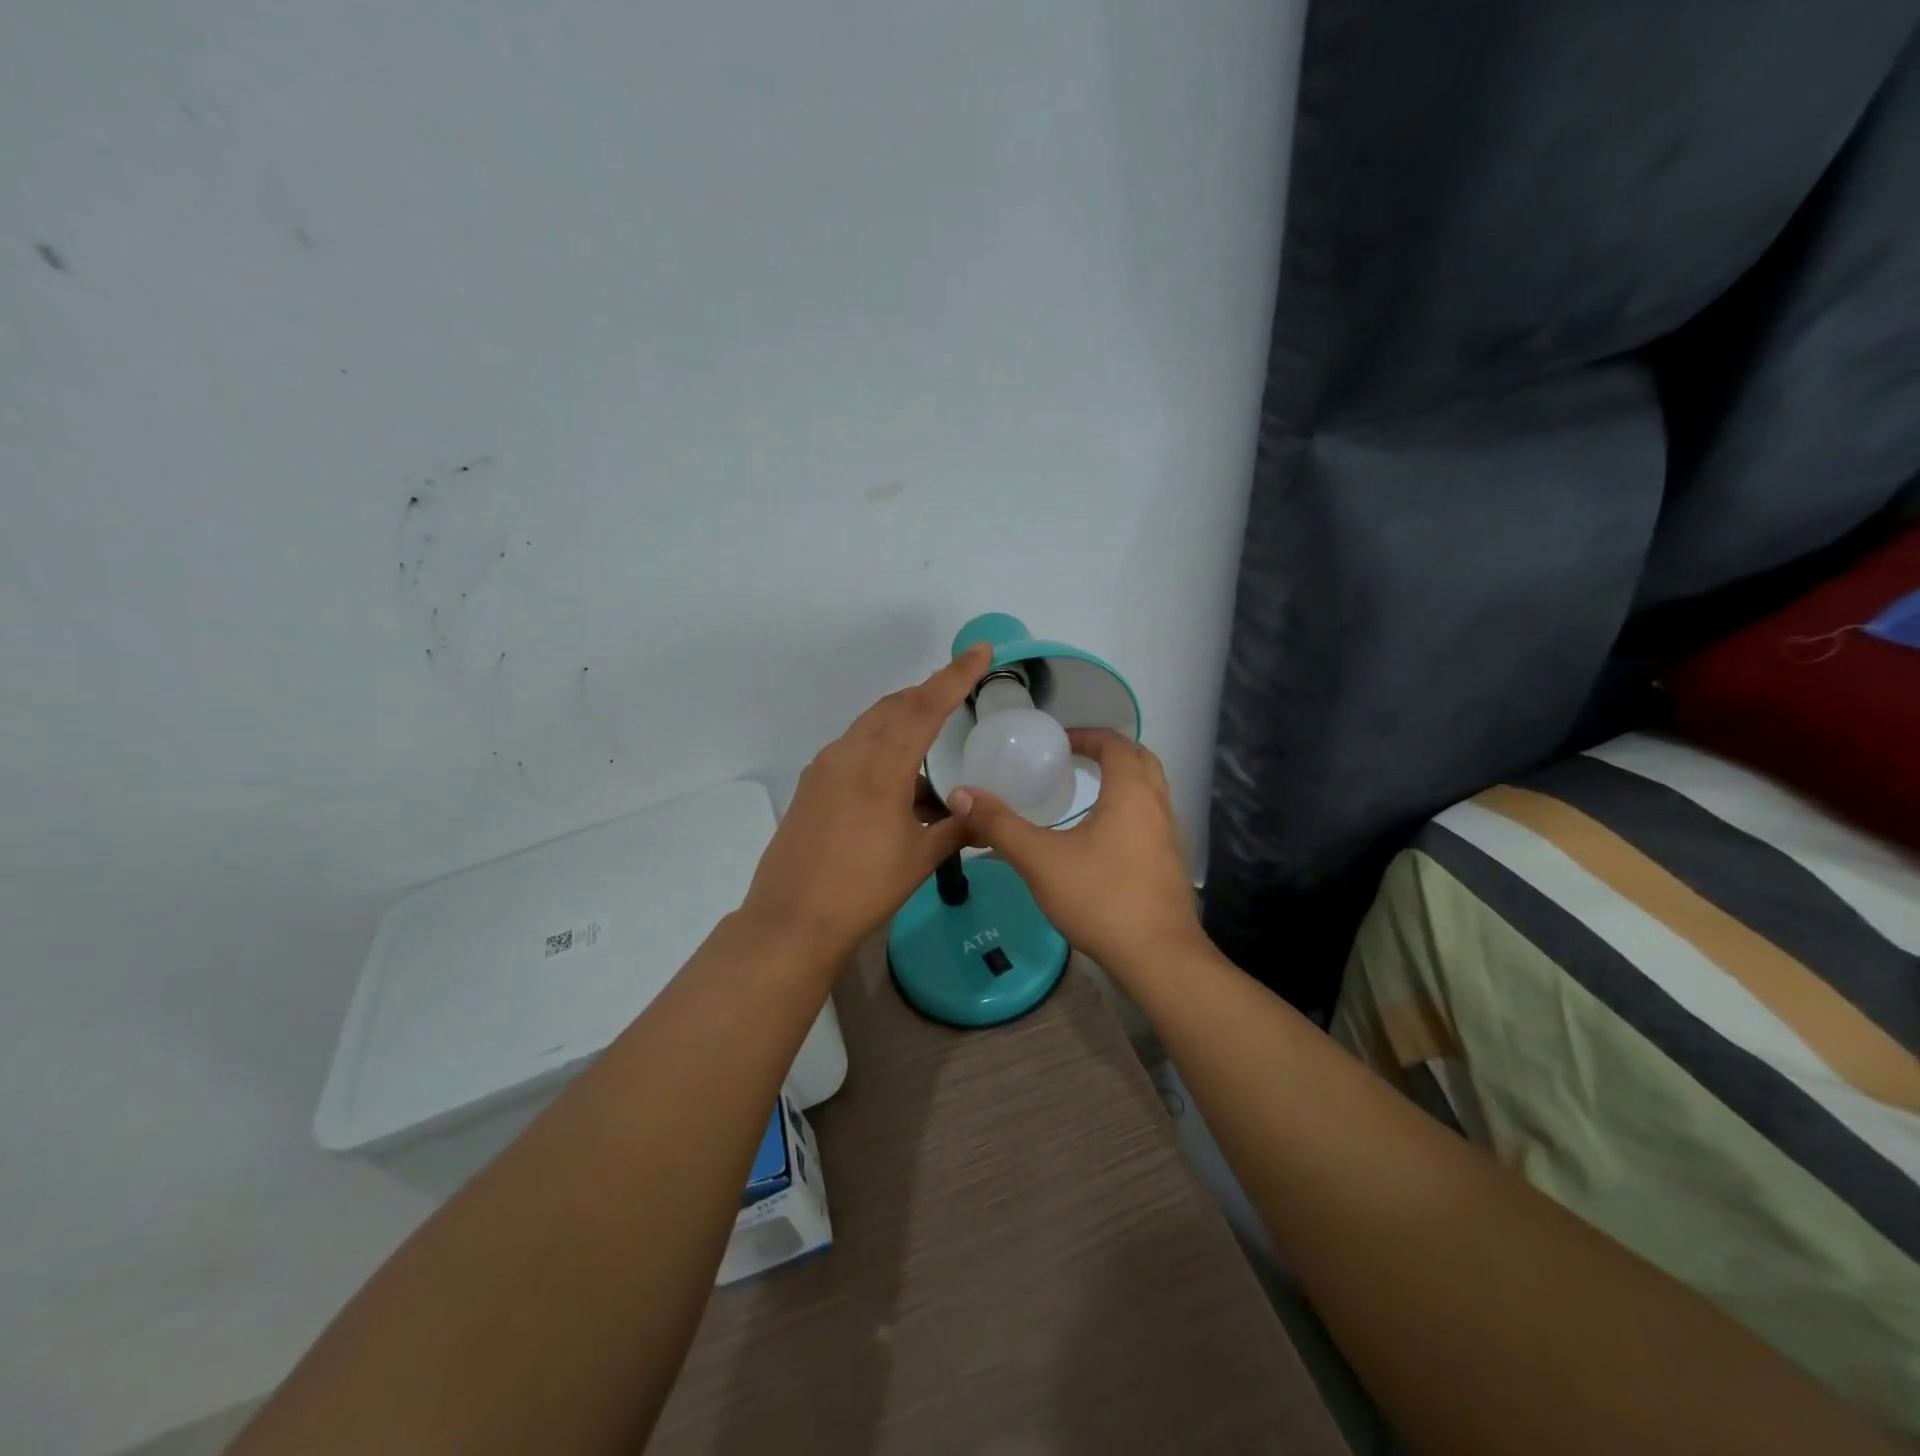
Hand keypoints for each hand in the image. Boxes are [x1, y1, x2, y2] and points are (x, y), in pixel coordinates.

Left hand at [740, 643, 991, 960]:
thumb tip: (986, 816)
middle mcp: (849, 754)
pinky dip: (882, 745)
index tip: (980, 650)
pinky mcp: (812, 784)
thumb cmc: (863, 888)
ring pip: (871, 724)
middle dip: (929, 693)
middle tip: (961, 692)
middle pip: (895, 706)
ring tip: (933, 738)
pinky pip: (854, 747)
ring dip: (904, 719)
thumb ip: (957, 829)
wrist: (792, 920)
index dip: (955, 675)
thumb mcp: (919, 858)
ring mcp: (825, 767)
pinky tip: (899, 776)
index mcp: (881, 766)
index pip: (925, 706)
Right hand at [948, 729, 1200, 976]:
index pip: (1115, 743)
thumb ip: (999, 825)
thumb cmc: (1100, 897)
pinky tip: (1099, 838)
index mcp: (1131, 792)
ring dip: (1122, 781)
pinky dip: (1128, 811)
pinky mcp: (1169, 864)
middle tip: (1073, 759)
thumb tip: (960, 794)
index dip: (1086, 735)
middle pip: (1141, 760)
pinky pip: (1150, 820)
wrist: (1157, 958)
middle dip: (1108, 753)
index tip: (1057, 742)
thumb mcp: (1040, 859)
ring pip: (1149, 792)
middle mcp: (1157, 806)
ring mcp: (1169, 836)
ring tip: (1084, 793)